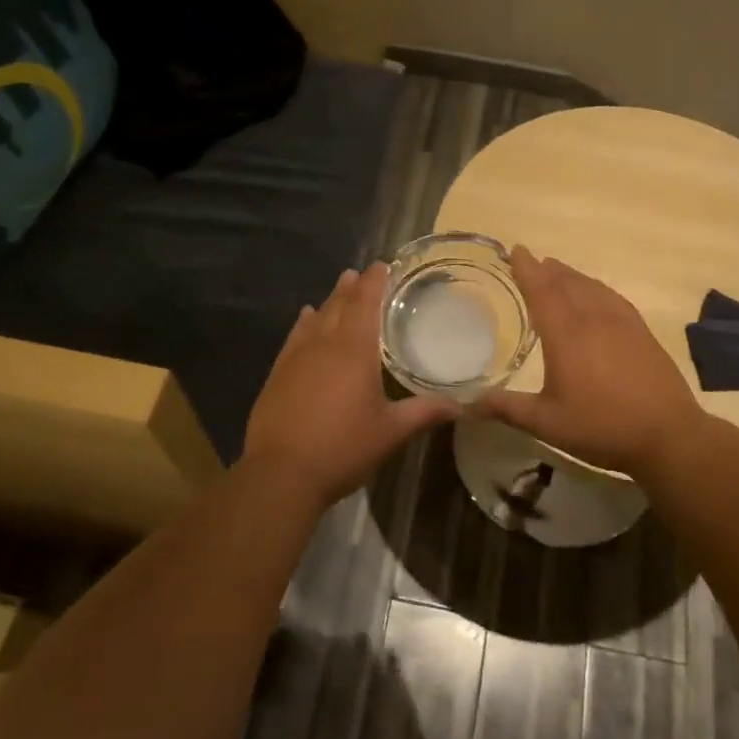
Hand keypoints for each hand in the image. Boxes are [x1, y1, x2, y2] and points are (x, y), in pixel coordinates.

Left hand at [241, 263, 458, 506]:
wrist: (281, 474)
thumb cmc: (343, 448)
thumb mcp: (390, 432)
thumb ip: (424, 412)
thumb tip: (461, 405)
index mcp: (354, 351)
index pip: (365, 305)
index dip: (374, 283)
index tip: (381, 265)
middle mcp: (323, 346)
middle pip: (338, 306)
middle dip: (351, 288)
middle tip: (360, 273)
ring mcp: (295, 359)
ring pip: (315, 319)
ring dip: (328, 301)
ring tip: (338, 288)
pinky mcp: (277, 376)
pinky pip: (293, 338)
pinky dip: (303, 324)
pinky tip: (304, 319)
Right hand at [475, 246, 702, 475]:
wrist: (668, 435)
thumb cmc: (601, 427)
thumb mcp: (547, 423)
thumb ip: (508, 408)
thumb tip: (469, 403)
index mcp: (566, 335)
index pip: (542, 291)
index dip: (527, 269)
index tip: (516, 250)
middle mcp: (593, 319)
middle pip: (566, 283)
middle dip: (547, 270)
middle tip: (532, 260)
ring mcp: (622, 323)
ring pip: (591, 287)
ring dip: (571, 276)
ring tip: (557, 270)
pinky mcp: (641, 332)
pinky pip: (612, 297)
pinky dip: (596, 287)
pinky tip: (595, 294)